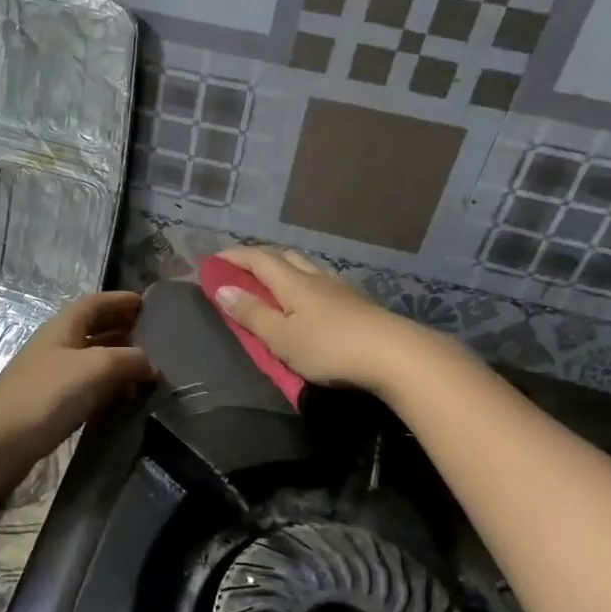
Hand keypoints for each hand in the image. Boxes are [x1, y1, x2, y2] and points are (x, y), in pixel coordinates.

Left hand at [0, 291, 156, 474]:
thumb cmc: (48, 395)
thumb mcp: (97, 368)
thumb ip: (129, 360)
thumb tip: (151, 364)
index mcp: (63, 326)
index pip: (96, 302)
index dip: (120, 300)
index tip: (147, 304)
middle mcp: (56, 344)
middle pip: (92, 327)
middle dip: (121, 328)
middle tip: (153, 336)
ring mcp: (50, 374)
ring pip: (89, 357)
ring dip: (115, 358)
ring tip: (144, 368)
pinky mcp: (48, 403)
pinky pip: (84, 384)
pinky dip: (105, 384)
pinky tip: (120, 397)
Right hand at [212, 247, 434, 395]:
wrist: (395, 355)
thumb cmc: (330, 348)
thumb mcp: (281, 337)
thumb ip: (252, 314)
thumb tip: (223, 288)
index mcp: (292, 282)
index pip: (258, 259)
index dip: (235, 256)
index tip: (215, 259)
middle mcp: (316, 278)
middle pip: (284, 256)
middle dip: (259, 257)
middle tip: (242, 266)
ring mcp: (341, 289)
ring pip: (308, 266)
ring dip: (286, 265)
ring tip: (275, 278)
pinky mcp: (359, 303)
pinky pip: (324, 281)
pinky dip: (307, 280)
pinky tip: (313, 295)